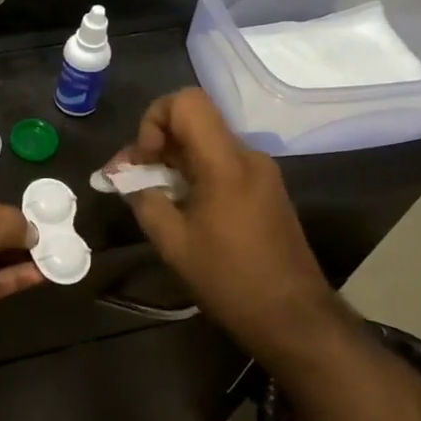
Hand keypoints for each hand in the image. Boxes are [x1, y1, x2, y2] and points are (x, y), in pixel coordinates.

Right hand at [112, 89, 338, 362]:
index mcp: (226, 162)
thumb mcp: (173, 243)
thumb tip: (126, 178)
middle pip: (193, 122)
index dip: (154, 120)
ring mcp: (260, 172)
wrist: (293, 318)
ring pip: (205, 145)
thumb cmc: (230, 280)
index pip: (186, 102)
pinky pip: (220, 165)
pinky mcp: (264, 190)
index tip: (145, 161)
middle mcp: (247, 156)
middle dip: (154, 144)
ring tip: (147, 196)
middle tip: (127, 180)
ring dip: (171, 162)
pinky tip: (178, 207)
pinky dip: (192, 176)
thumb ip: (144, 200)